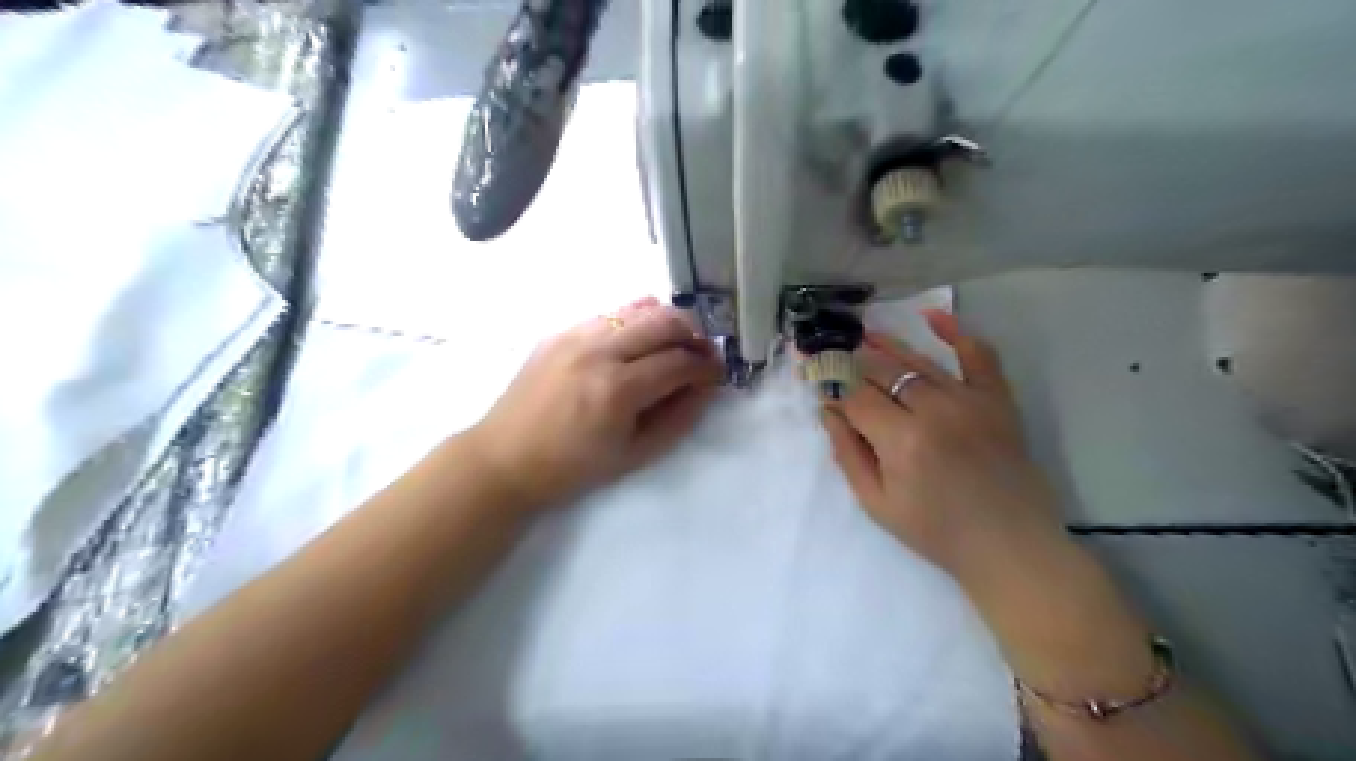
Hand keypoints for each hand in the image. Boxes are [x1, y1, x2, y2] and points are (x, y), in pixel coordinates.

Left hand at [471, 296, 724, 511]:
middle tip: (702, 353)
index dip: (707, 366)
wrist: (505, 458)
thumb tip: (705, 387)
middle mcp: (599, 351)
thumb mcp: (635, 454)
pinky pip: (610, 313)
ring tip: (676, 342)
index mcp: (618, 389)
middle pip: (665, 322)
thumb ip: (678, 418)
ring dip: (667, 321)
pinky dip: (636, 321)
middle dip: (695, 334)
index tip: (717, 373)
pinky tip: (639, 340)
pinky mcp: (561, 331)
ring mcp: (576, 335)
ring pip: (639, 308)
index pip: (680, 362)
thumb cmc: (574, 467)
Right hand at [820, 312, 1065, 584]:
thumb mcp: (877, 504)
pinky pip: (978, 355)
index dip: (831, 384)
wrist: (1010, 546)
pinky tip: (930, 314)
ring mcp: (970, 400)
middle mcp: (934, 410)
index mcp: (901, 441)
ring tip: (863, 335)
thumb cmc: (936, 532)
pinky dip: (956, 332)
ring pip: (918, 361)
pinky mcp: (997, 400)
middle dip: (852, 361)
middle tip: (833, 353)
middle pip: (881, 372)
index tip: (814, 375)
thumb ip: (848, 454)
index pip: (855, 396)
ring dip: (886, 345)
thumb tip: (827, 410)